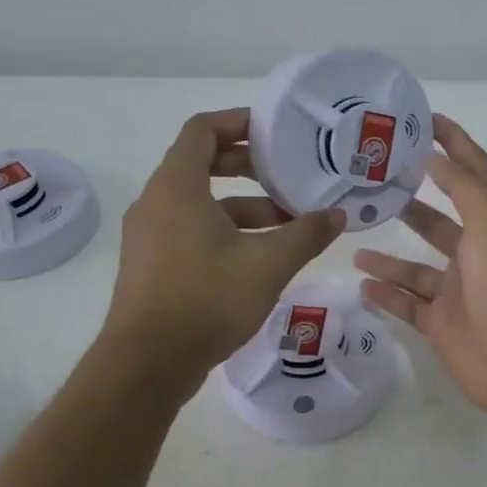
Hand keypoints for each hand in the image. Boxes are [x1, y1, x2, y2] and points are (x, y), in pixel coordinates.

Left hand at [104, 109, 344, 378]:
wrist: (148, 364)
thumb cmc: (207, 299)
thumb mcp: (268, 264)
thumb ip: (306, 234)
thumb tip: (338, 215)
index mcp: (177, 188)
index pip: (201, 131)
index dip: (238, 122)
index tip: (273, 131)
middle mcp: (157, 204)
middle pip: (201, 165)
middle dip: (248, 167)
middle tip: (288, 175)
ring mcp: (151, 237)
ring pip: (201, 204)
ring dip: (244, 206)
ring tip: (288, 223)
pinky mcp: (153, 266)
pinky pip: (192, 231)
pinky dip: (227, 231)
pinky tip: (262, 256)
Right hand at [353, 114, 486, 418]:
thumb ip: (462, 188)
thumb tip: (433, 155)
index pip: (470, 174)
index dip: (452, 144)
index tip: (422, 120)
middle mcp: (473, 256)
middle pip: (438, 221)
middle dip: (411, 200)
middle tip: (370, 184)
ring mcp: (455, 293)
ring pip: (415, 267)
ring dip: (388, 254)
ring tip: (353, 237)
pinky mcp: (440, 325)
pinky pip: (407, 305)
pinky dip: (386, 295)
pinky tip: (360, 283)